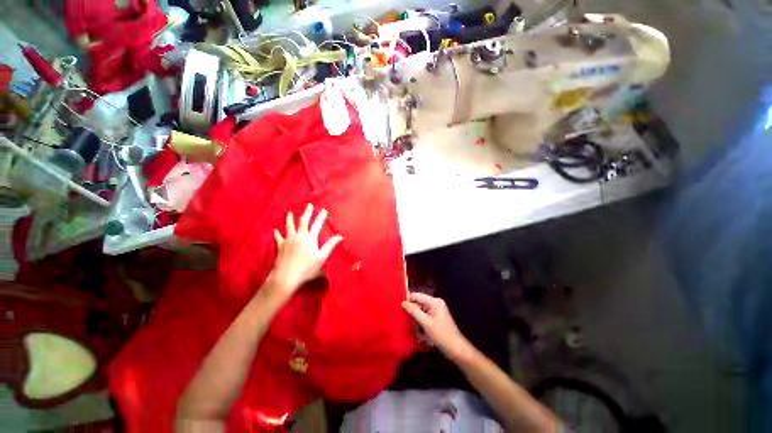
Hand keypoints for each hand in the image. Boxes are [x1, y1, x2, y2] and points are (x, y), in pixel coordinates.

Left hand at [268, 204, 342, 300]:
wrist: (286, 277)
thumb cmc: (306, 268)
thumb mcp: (321, 257)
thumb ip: (330, 245)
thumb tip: (341, 236)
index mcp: (310, 238)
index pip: (317, 224)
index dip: (321, 217)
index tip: (324, 210)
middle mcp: (299, 236)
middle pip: (303, 221)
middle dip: (307, 212)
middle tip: (309, 205)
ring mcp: (288, 240)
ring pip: (289, 226)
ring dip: (290, 219)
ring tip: (290, 212)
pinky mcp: (280, 246)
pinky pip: (278, 237)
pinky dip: (277, 233)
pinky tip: (275, 230)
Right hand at [402, 293, 473, 361]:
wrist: (457, 350)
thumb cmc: (442, 334)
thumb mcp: (426, 323)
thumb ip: (414, 311)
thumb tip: (403, 302)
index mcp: (434, 301)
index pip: (417, 296)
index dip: (408, 299)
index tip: (398, 305)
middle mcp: (435, 304)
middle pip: (418, 305)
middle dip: (413, 315)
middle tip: (409, 323)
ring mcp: (436, 312)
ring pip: (420, 313)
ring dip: (417, 323)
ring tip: (419, 332)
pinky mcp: (435, 320)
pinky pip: (424, 319)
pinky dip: (421, 326)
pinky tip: (423, 336)